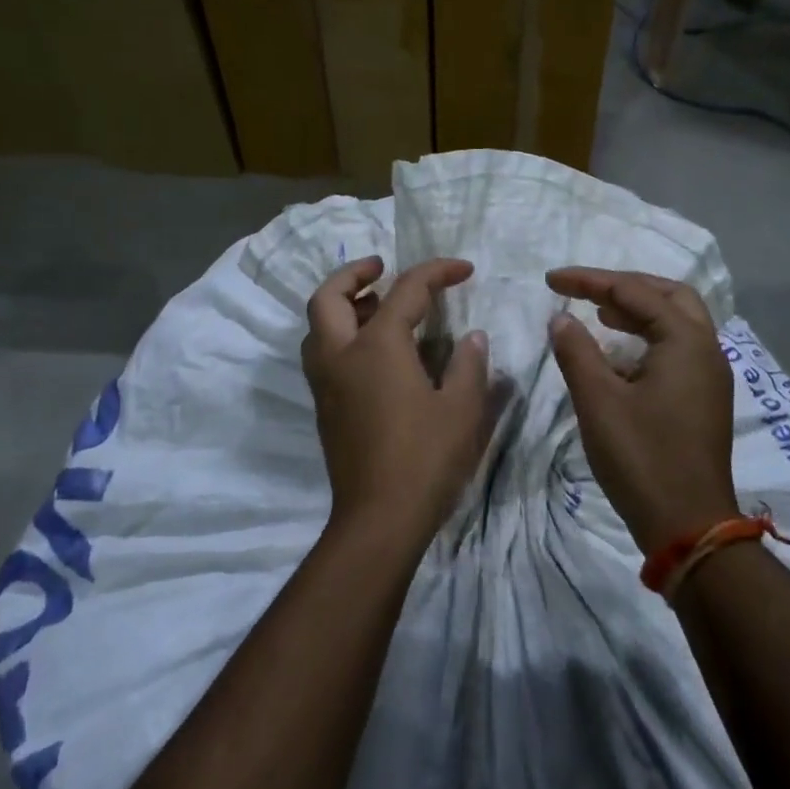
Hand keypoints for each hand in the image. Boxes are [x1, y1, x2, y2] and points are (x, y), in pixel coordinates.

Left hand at [302, 256, 489, 547]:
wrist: (378, 520)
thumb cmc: (425, 459)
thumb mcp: (462, 409)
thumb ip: (468, 365)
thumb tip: (471, 337)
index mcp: (377, 346)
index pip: (406, 291)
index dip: (437, 272)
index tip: (464, 268)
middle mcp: (341, 356)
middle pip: (329, 297)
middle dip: (354, 273)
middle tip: (381, 268)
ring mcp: (326, 384)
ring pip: (318, 326)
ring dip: (342, 304)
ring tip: (376, 305)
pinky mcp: (325, 408)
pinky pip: (322, 353)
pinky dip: (340, 334)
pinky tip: (373, 351)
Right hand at [546, 268, 736, 553]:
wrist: (689, 527)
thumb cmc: (642, 459)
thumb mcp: (599, 402)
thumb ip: (577, 352)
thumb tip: (561, 319)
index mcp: (686, 341)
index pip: (635, 292)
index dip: (589, 281)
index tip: (551, 280)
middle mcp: (707, 350)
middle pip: (669, 295)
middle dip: (625, 287)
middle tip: (586, 291)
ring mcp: (710, 376)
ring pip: (677, 322)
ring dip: (639, 311)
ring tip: (599, 315)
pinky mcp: (704, 399)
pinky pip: (677, 349)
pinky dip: (647, 338)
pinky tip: (619, 355)